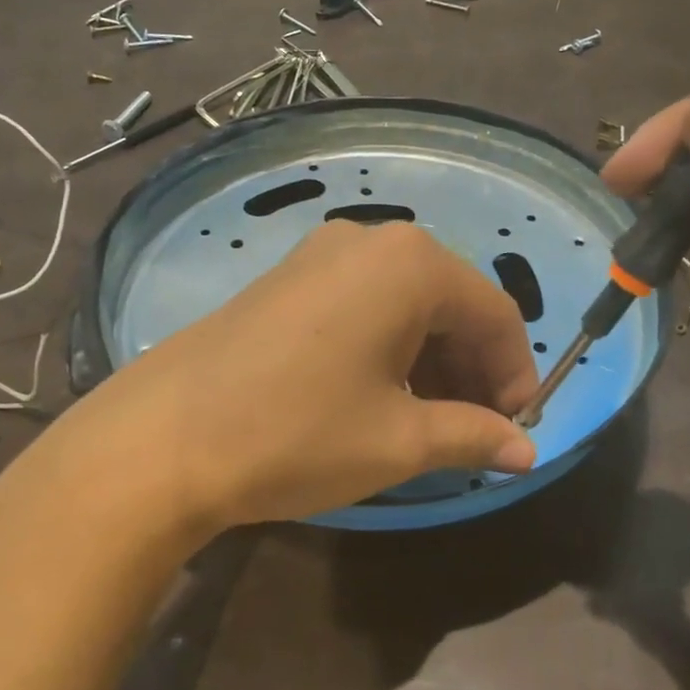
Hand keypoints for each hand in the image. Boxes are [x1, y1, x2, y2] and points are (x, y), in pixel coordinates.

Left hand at [5, 221, 538, 544]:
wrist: (162, 439)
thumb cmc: (298, 433)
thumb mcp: (398, 441)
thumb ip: (474, 435)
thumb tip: (527, 449)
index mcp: (412, 264)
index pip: (495, 314)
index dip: (515, 374)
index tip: (515, 428)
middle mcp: (370, 240)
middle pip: (451, 302)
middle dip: (472, 367)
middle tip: (474, 430)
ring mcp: (320, 253)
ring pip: (405, 303)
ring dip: (431, 359)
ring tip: (428, 421)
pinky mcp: (286, 277)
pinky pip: (362, 303)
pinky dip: (388, 345)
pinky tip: (377, 394)